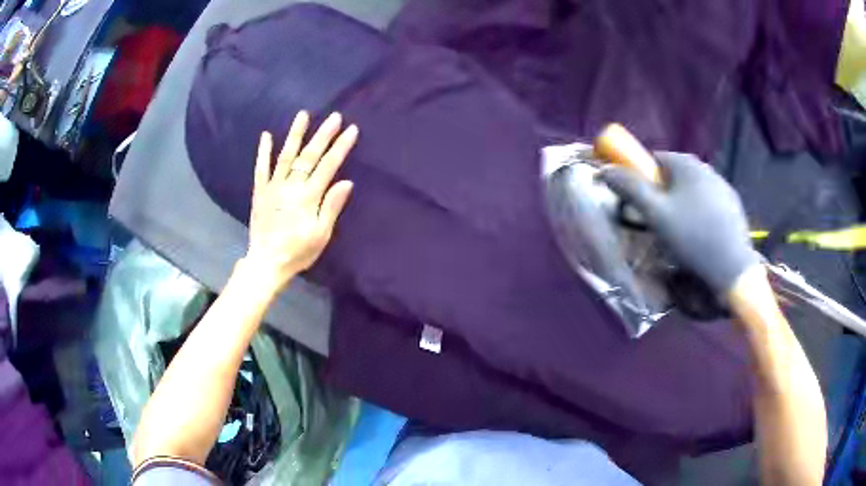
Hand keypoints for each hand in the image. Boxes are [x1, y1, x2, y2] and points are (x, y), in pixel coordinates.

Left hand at [242, 111, 356, 295]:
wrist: (266, 263)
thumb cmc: (298, 252)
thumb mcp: (320, 235)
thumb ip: (331, 207)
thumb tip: (346, 182)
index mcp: (308, 196)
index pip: (328, 166)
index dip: (341, 146)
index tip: (351, 129)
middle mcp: (291, 186)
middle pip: (309, 156)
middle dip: (323, 134)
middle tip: (334, 116)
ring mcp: (273, 187)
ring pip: (286, 155)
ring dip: (295, 134)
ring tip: (302, 115)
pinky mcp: (260, 192)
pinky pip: (261, 169)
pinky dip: (263, 152)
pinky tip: (266, 136)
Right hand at [598, 152, 759, 295]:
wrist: (733, 268)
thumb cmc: (692, 238)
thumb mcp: (655, 214)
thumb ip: (630, 188)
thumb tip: (606, 169)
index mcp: (686, 163)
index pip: (654, 158)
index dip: (642, 177)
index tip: (639, 201)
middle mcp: (706, 168)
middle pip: (674, 174)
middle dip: (662, 192)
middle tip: (658, 220)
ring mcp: (723, 186)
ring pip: (693, 189)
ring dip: (682, 203)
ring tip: (680, 232)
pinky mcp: (734, 206)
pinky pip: (709, 202)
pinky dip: (700, 213)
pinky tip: (700, 235)